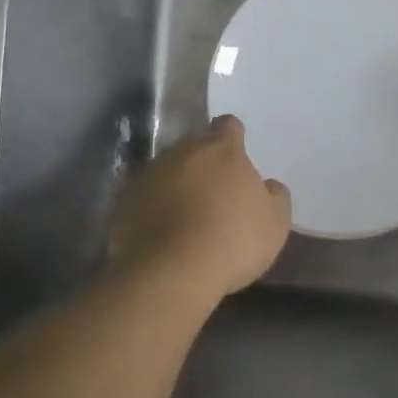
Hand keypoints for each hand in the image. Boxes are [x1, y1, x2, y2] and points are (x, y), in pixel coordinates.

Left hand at [108, 116, 291, 298]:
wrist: (171, 271)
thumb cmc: (233, 240)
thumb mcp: (275, 222)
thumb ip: (275, 196)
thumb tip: (267, 185)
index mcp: (221, 151)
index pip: (228, 126)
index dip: (233, 138)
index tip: (237, 157)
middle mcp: (181, 153)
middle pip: (193, 147)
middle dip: (202, 163)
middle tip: (213, 192)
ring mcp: (147, 176)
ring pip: (165, 171)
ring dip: (175, 186)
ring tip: (185, 217)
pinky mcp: (122, 203)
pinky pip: (142, 199)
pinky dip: (151, 210)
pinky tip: (161, 235)